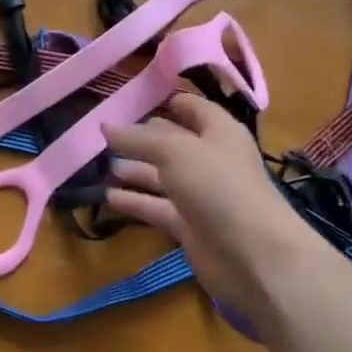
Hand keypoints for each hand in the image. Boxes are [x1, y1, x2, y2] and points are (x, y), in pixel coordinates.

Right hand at [105, 93, 321, 316]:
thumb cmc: (218, 186)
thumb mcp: (174, 151)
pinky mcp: (188, 225)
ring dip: (133, 170)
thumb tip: (105, 126)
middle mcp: (209, 158)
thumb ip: (137, 138)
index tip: (126, 98)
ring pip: (160, 175)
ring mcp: (199, 193)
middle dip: (139, 137)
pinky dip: (134, 201)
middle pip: (170, 141)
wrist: (252, 254)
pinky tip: (106, 197)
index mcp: (218, 131)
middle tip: (101, 134)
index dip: (163, 99)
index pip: (190, 107)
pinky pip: (156, 207)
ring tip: (99, 165)